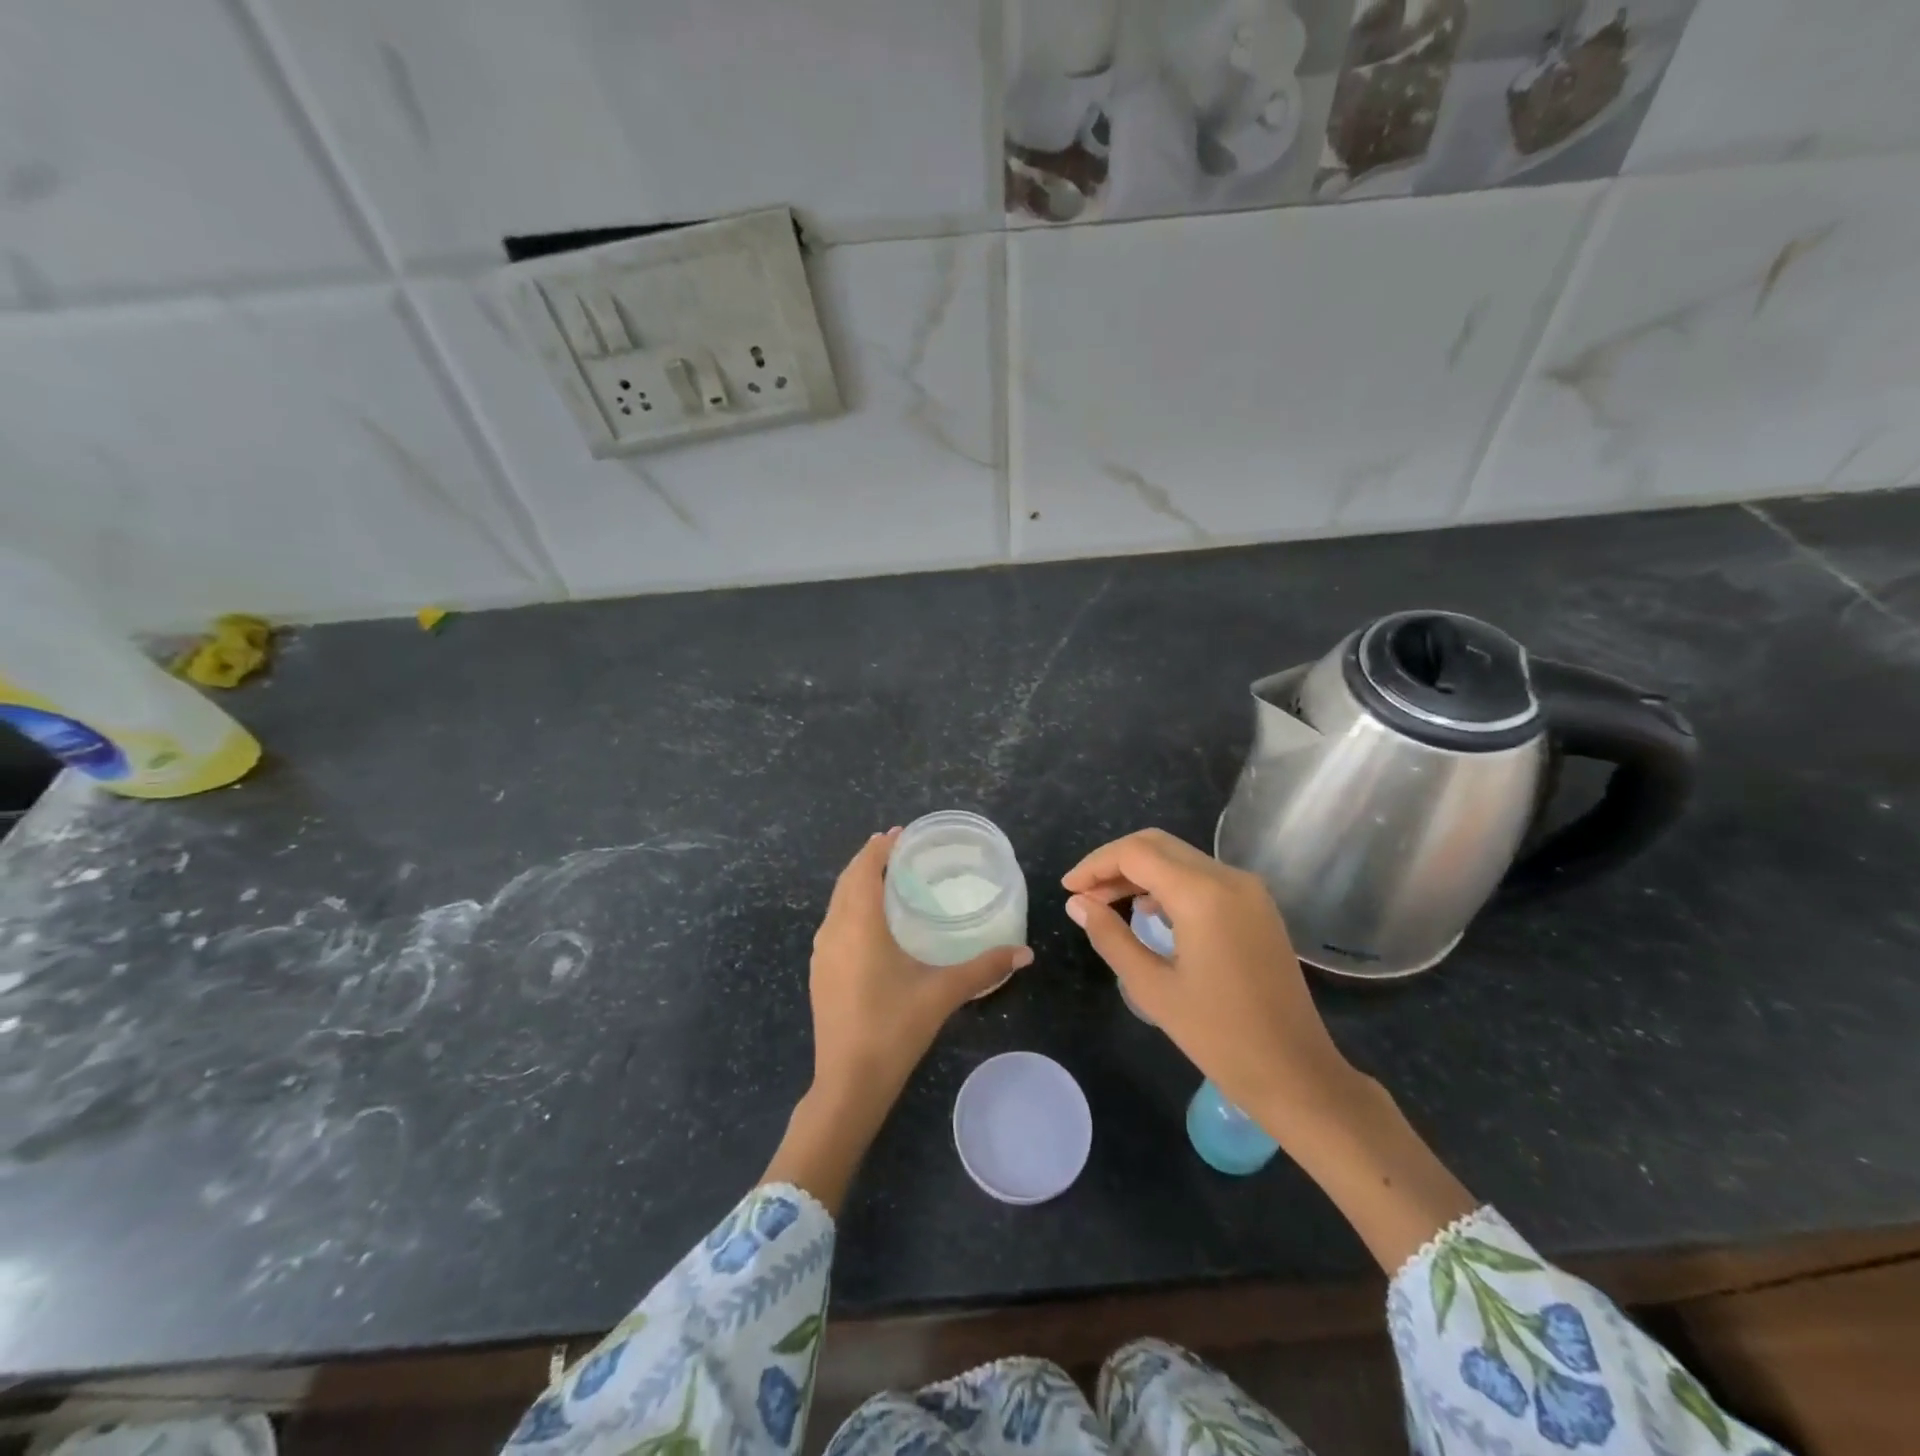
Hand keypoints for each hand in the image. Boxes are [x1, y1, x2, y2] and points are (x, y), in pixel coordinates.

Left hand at [810, 829, 1032, 1106]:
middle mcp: (834, 930)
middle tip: (899, 849)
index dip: (880, 847)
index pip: (865, 869)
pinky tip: (872, 923)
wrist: (848, 1082)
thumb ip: (985, 968)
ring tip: (888, 879)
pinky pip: (834, 923)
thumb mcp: (943, 993)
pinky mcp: (820, 972)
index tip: (901, 833)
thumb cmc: (894, 1028)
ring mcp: (822, 953)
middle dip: (870, 860)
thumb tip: (1025, 953)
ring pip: (837, 902)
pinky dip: (851, 907)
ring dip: (858, 884)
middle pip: (847, 880)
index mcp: (859, 924)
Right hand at [1061, 828, 1361, 1138]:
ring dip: (1140, 871)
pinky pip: (1203, 876)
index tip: (1068, 889)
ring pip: (1180, 857)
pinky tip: (1149, 911)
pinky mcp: (1258, 906)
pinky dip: (1169, 882)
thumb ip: (1110, 937)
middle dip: (1114, 863)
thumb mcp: (1152, 987)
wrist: (1297, 1073)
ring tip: (1107, 903)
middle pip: (1158, 845)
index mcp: (1202, 894)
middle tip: (1083, 894)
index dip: (1095, 865)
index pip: (1135, 853)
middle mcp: (1229, 877)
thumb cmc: (1219, 1037)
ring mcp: (1249, 890)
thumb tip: (1078, 904)